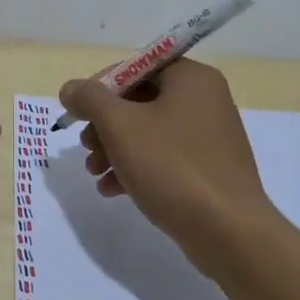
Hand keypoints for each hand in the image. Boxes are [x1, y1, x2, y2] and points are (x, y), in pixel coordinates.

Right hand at [59, 60, 274, 262]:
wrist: (228, 231)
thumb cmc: (172, 167)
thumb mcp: (120, 126)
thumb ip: (90, 99)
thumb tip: (71, 88)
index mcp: (191, 78)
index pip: (136, 68)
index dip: (101, 88)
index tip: (78, 114)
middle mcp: (205, 100)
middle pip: (140, 101)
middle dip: (105, 125)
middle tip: (86, 148)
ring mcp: (210, 137)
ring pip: (149, 132)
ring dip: (115, 149)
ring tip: (94, 173)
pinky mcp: (209, 169)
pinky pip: (165, 158)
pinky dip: (137, 168)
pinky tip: (113, 191)